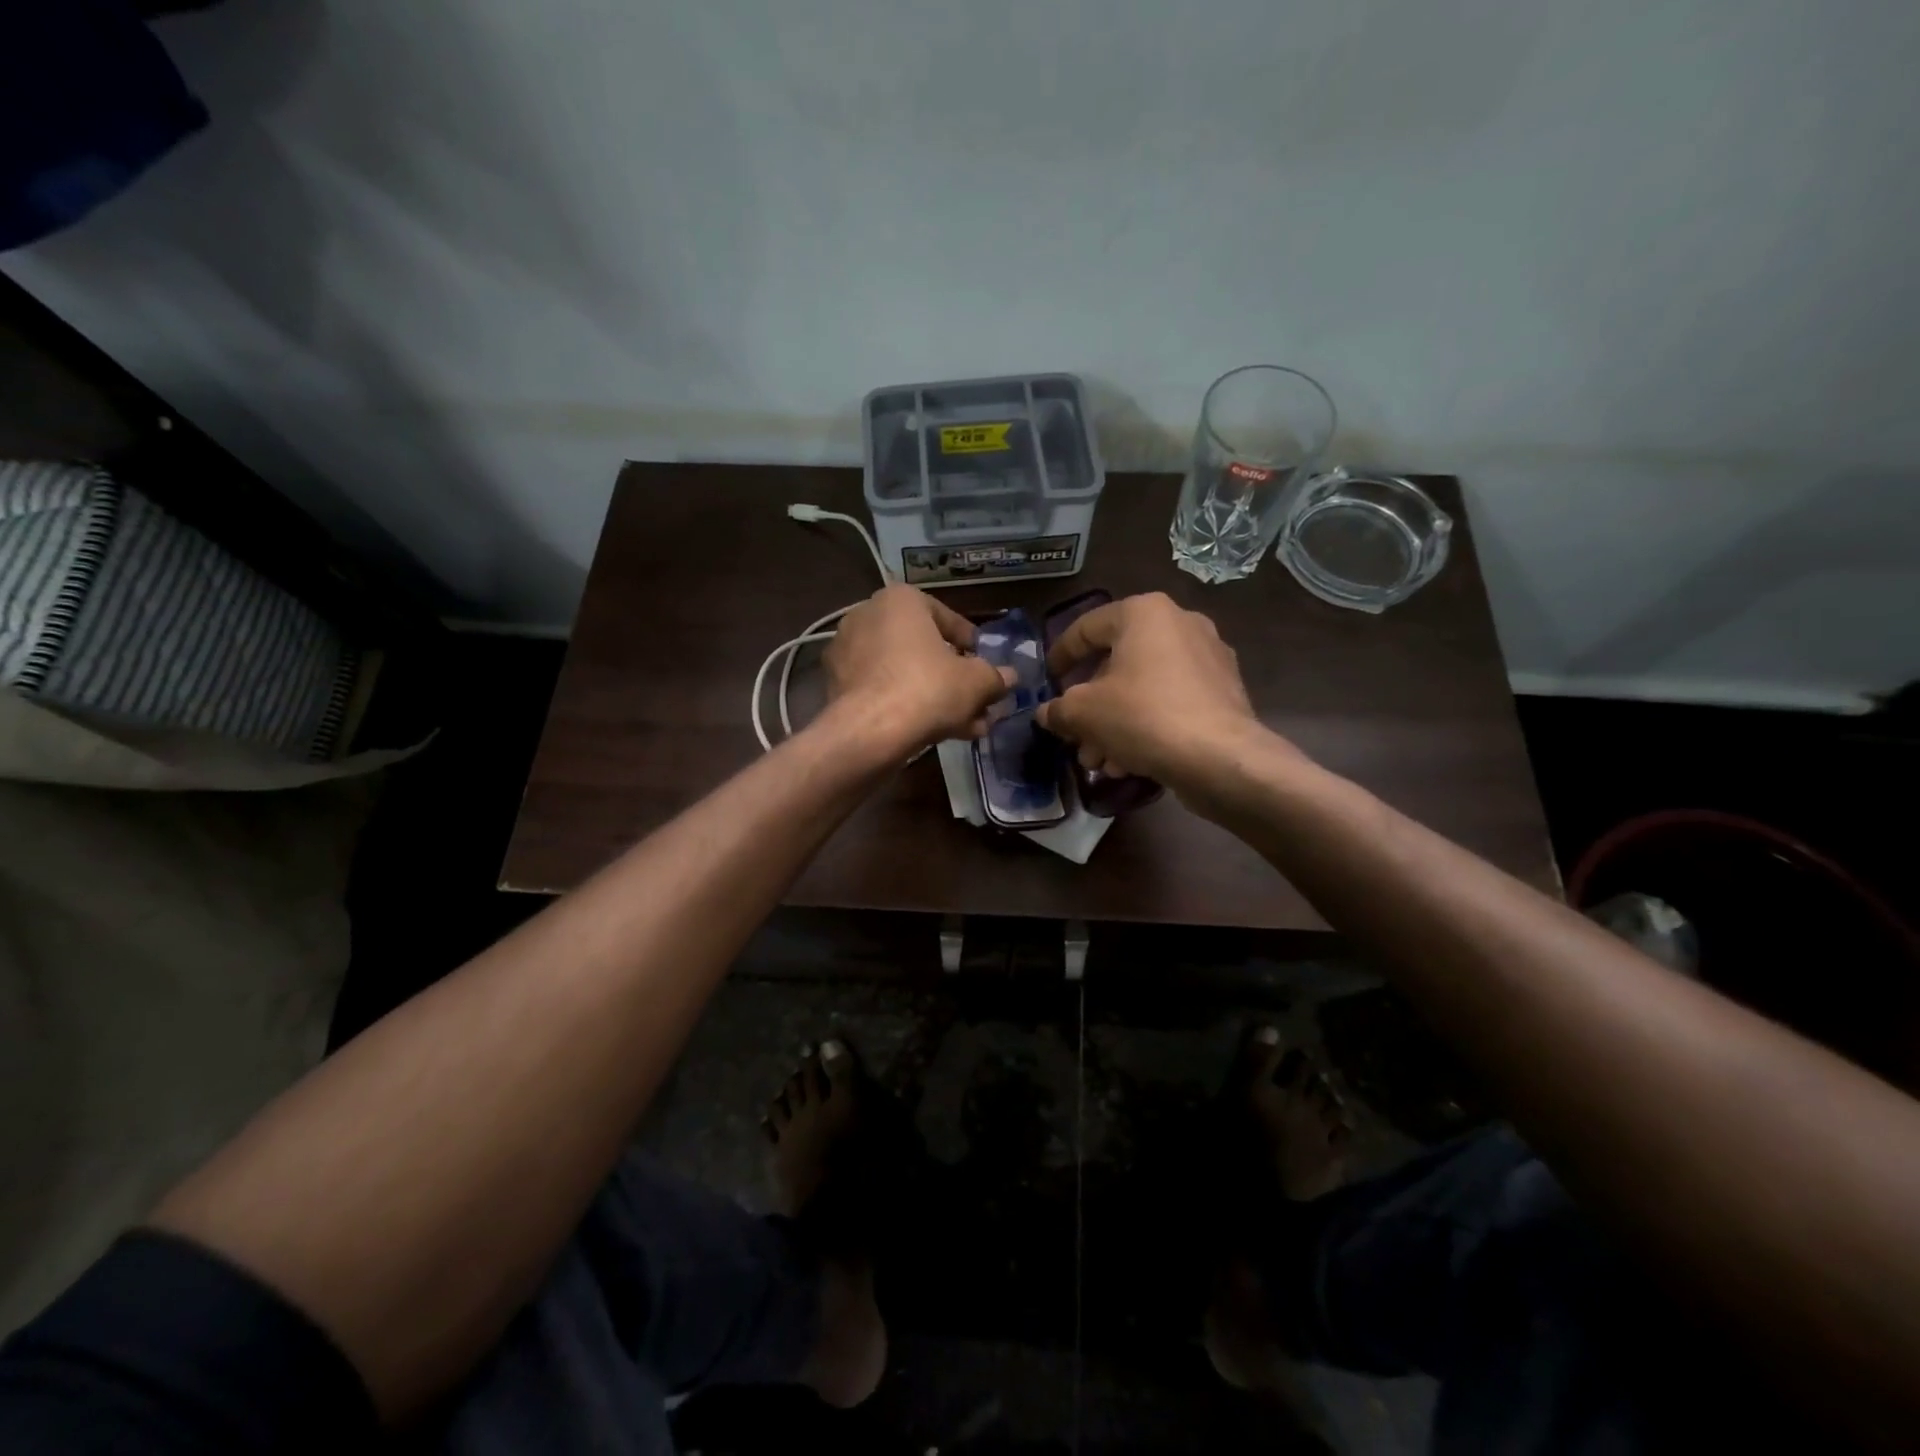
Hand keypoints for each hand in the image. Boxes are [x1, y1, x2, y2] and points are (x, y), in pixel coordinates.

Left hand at [822, 585, 1015, 750]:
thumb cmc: (928, 688)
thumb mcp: (977, 682)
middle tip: (978, 701)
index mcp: (900, 600)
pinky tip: (936, 732)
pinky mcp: (836, 686)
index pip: (946, 617)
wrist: (869, 732)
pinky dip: (908, 705)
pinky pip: (883, 690)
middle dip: (955, 678)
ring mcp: (847, 652)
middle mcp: (867, 616)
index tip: (984, 665)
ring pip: (905, 673)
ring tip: (966, 726)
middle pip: (924, 649)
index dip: (971, 645)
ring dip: (937, 697)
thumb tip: (1010, 677)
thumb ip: (995, 676)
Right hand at [1037, 592, 1275, 788]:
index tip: (1047, 680)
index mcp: (1144, 612)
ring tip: (1099, 762)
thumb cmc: (1143, 717)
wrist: (1220, 757)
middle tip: (1074, 736)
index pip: (1086, 628)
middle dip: (1090, 706)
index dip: (1060, 656)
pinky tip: (1129, 762)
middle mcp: (1179, 623)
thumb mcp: (1083, 713)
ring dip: (1114, 723)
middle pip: (1117, 663)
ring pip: (1144, 688)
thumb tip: (1046, 713)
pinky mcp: (1224, 691)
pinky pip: (1171, 701)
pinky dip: (1146, 725)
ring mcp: (1208, 656)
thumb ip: (1058, 709)